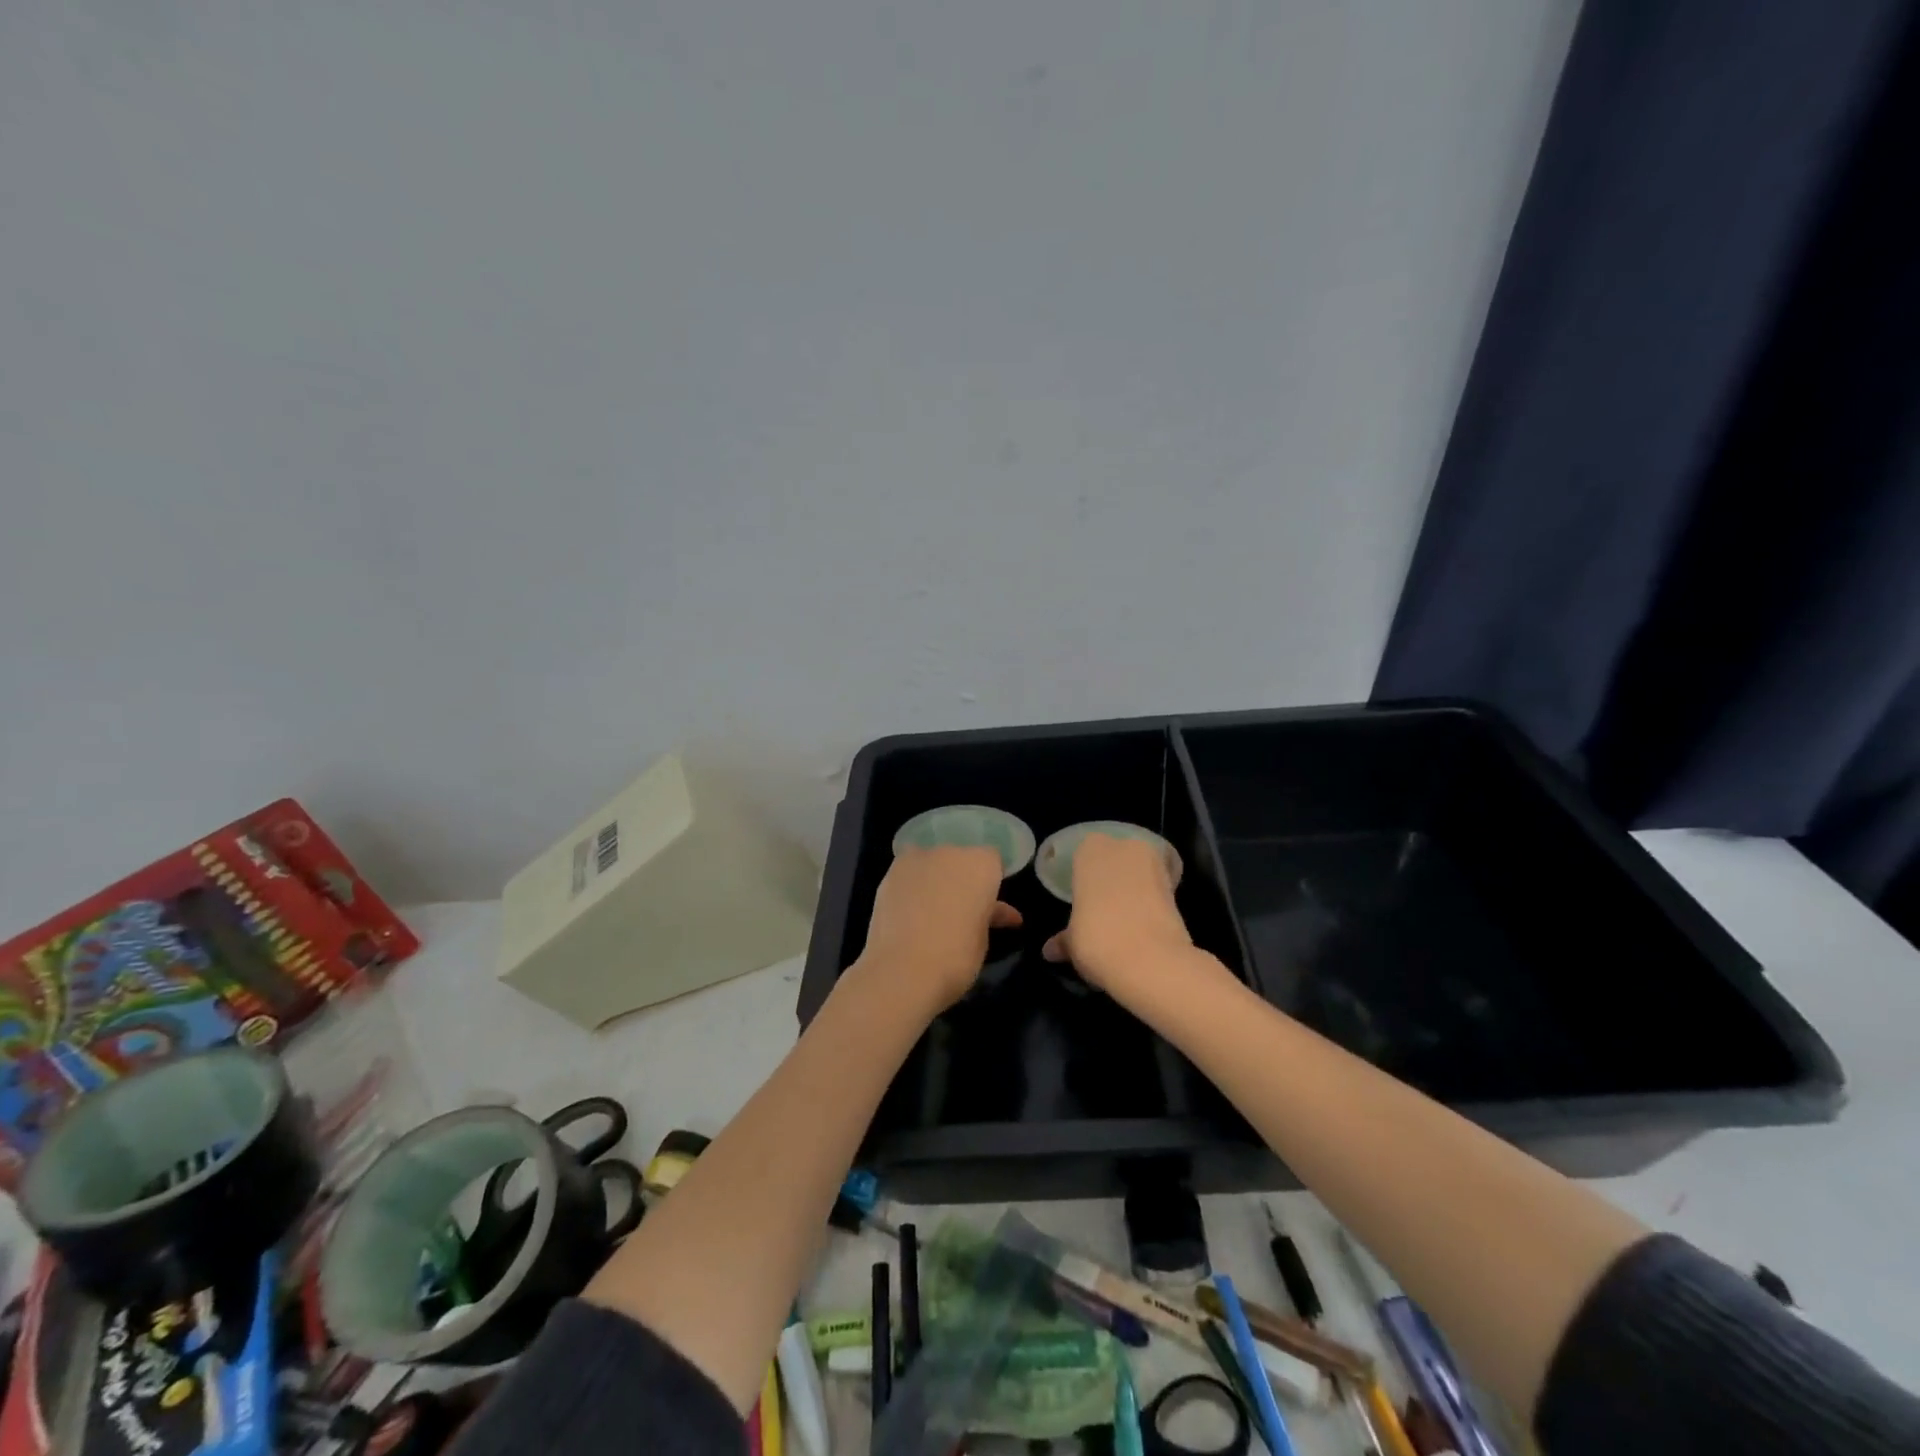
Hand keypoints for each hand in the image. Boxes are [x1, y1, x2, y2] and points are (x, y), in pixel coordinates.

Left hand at [854, 846, 1022, 1011]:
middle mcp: (950, 852)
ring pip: (932, 863)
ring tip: (930, 911)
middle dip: (962, 878)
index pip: (992, 860)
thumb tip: (1000, 912)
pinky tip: (910, 912)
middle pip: (960, 857)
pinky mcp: (889, 873)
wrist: (902, 970)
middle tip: (961, 908)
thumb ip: (989, 915)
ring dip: (935, 879)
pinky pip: (908, 874)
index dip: (990, 881)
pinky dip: (911, 887)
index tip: (987, 903)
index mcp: (981, 864)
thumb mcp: (983, 938)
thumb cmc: (956, 957)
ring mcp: (916, 859)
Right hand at [1042, 833, 1197, 1003]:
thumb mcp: (1073, 943)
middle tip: (1105, 910)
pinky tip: (1146, 926)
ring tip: (1127, 921)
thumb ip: (1064, 940)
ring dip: (1136, 889)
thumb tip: (1050, 950)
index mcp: (1090, 851)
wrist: (1150, 960)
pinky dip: (1155, 902)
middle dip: (1114, 878)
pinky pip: (1160, 889)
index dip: (1086, 878)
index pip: (1085, 855)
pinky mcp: (1178, 886)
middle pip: (1116, 858)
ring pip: (1141, 871)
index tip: (1085, 900)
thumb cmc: (1097, 939)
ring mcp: (1154, 863)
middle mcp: (1123, 847)